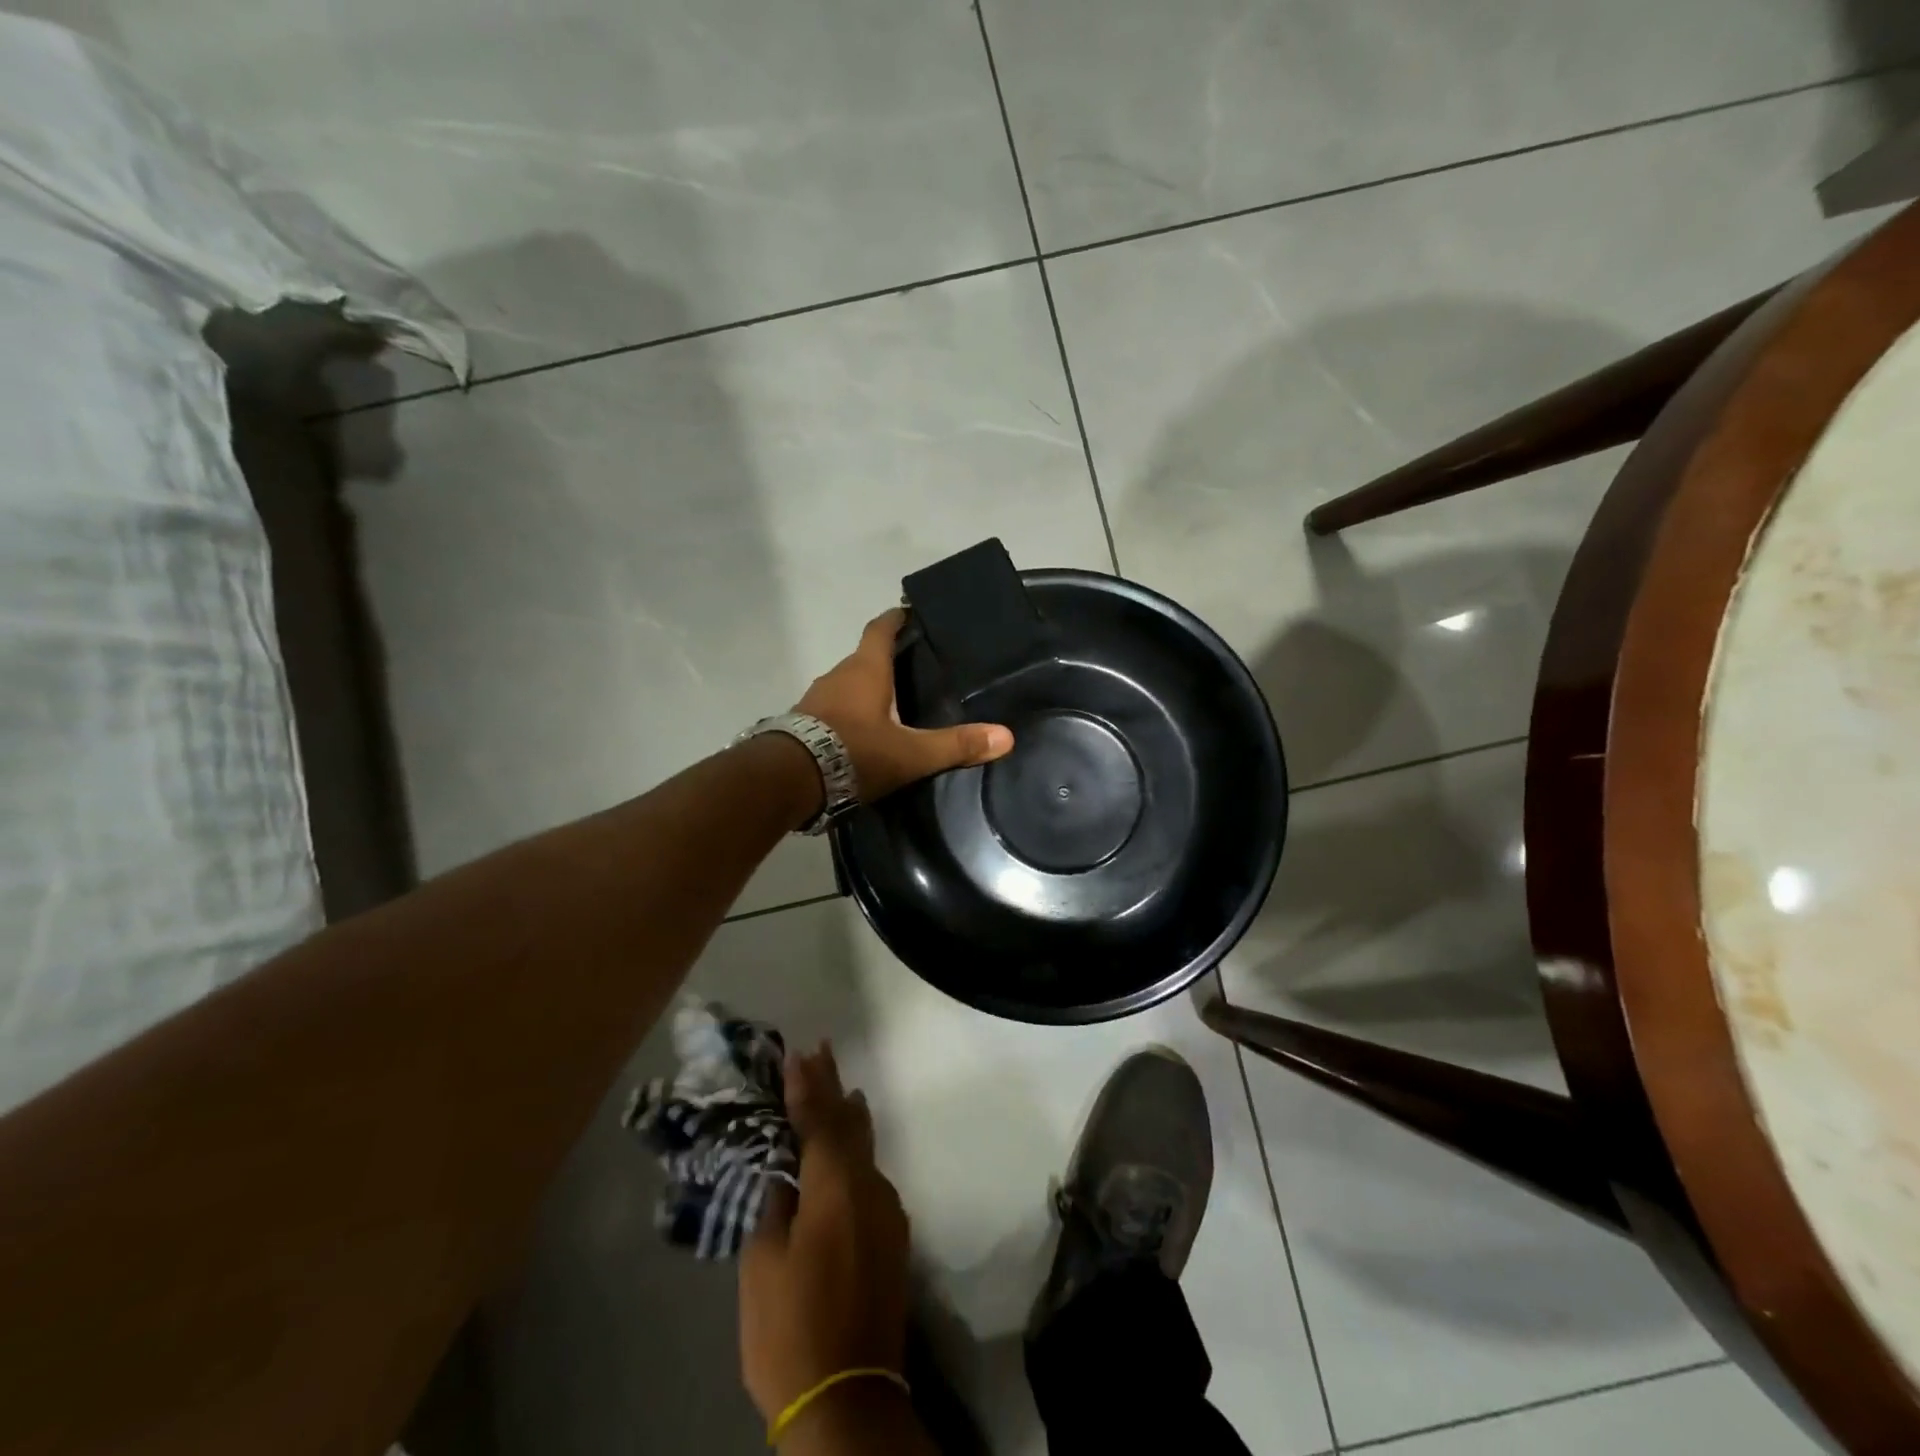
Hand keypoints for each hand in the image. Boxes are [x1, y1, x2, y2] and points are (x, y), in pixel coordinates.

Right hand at [739, 1044, 910, 1427]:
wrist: (850, 1398)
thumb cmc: (792, 1329)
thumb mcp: (763, 1266)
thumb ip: (776, 1206)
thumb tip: (785, 1174)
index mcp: (835, 1186)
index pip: (818, 1120)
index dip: (806, 1086)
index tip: (797, 1052)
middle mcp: (870, 1186)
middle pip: (849, 1122)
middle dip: (833, 1085)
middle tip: (822, 1049)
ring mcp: (888, 1210)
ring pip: (865, 1147)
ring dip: (848, 1116)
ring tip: (839, 1089)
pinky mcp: (894, 1236)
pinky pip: (872, 1176)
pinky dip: (856, 1153)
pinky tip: (847, 1153)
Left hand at [797, 609, 1012, 801]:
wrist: (787, 780)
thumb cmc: (854, 753)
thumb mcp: (910, 754)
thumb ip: (955, 745)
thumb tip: (1006, 736)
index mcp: (866, 670)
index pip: (881, 629)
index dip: (897, 619)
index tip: (910, 613)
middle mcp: (838, 675)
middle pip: (865, 657)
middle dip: (887, 658)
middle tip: (916, 667)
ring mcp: (816, 698)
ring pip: (847, 684)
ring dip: (867, 688)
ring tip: (893, 701)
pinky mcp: (803, 722)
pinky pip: (832, 707)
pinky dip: (849, 711)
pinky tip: (863, 730)